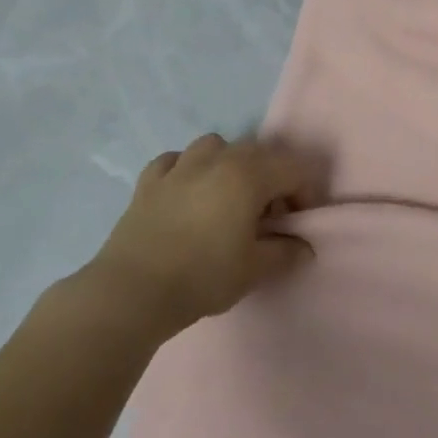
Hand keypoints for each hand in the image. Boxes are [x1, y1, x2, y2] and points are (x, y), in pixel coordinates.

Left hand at [80, 135, 322, 334]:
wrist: (132, 291)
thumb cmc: (203, 276)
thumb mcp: (254, 270)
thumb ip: (286, 252)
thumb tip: (304, 246)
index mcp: (248, 175)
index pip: (293, 168)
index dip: (304, 193)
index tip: (297, 222)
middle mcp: (216, 160)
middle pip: (259, 151)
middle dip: (273, 178)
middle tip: (269, 216)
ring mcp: (179, 166)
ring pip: (216, 145)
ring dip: (231, 164)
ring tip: (229, 196)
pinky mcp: (149, 181)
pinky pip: (176, 160)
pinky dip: (188, 169)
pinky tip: (187, 192)